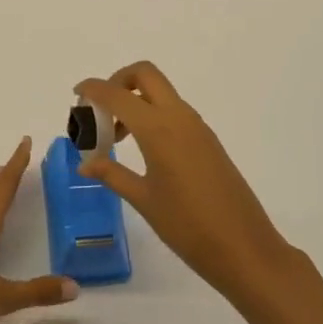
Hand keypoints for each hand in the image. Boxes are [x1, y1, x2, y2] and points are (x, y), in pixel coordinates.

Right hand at [75, 62, 291, 301]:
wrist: (245, 249)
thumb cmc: (188, 227)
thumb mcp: (143, 200)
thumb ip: (112, 174)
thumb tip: (84, 164)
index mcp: (158, 129)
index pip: (118, 94)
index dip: (94, 88)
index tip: (77, 94)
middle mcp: (178, 117)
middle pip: (145, 74)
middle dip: (118, 80)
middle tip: (100, 109)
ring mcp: (197, 127)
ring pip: (161, 92)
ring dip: (135, 100)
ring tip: (116, 137)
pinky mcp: (207, 140)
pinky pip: (174, 111)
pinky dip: (152, 115)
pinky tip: (143, 149)